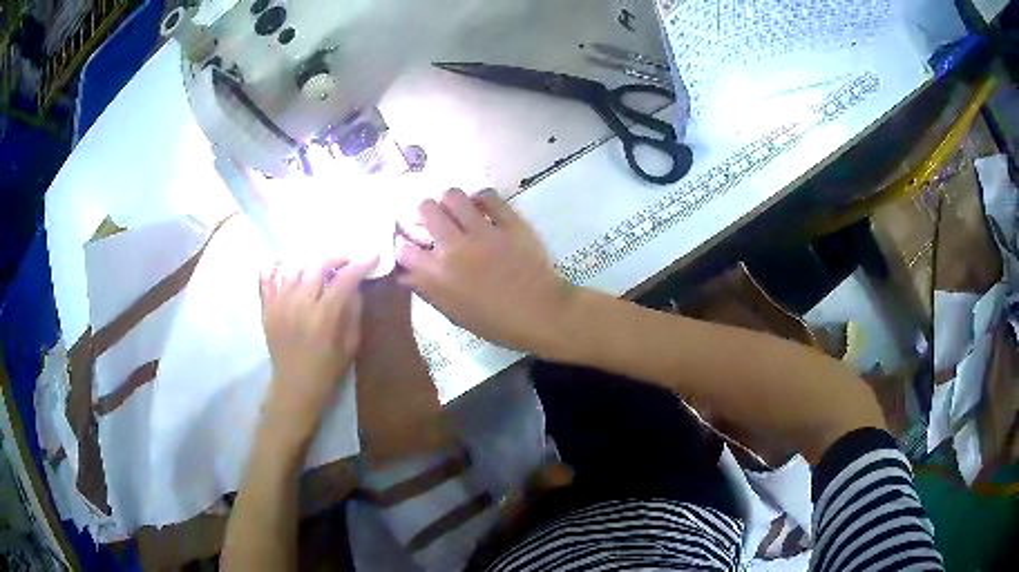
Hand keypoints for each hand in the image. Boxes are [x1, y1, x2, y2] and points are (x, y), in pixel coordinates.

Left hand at [259, 258, 377, 445]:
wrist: (293, 388)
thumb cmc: (326, 370)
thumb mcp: (350, 346)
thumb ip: (353, 313)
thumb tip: (355, 287)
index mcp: (323, 317)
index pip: (344, 279)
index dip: (361, 264)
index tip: (373, 256)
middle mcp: (299, 304)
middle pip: (318, 265)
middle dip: (337, 257)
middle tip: (347, 262)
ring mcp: (279, 304)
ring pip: (294, 266)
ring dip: (311, 261)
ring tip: (320, 267)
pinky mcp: (266, 308)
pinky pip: (267, 277)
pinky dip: (277, 266)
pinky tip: (288, 267)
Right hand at [395, 188, 578, 353]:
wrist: (542, 313)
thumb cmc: (498, 323)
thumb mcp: (455, 314)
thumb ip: (429, 289)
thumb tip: (407, 272)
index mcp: (438, 276)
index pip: (404, 248)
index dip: (403, 243)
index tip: (409, 243)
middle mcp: (455, 247)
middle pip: (425, 210)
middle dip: (424, 213)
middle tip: (435, 221)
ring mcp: (483, 231)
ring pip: (453, 196)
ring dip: (450, 202)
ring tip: (458, 211)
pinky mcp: (509, 221)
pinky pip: (488, 196)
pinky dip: (481, 198)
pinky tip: (482, 207)